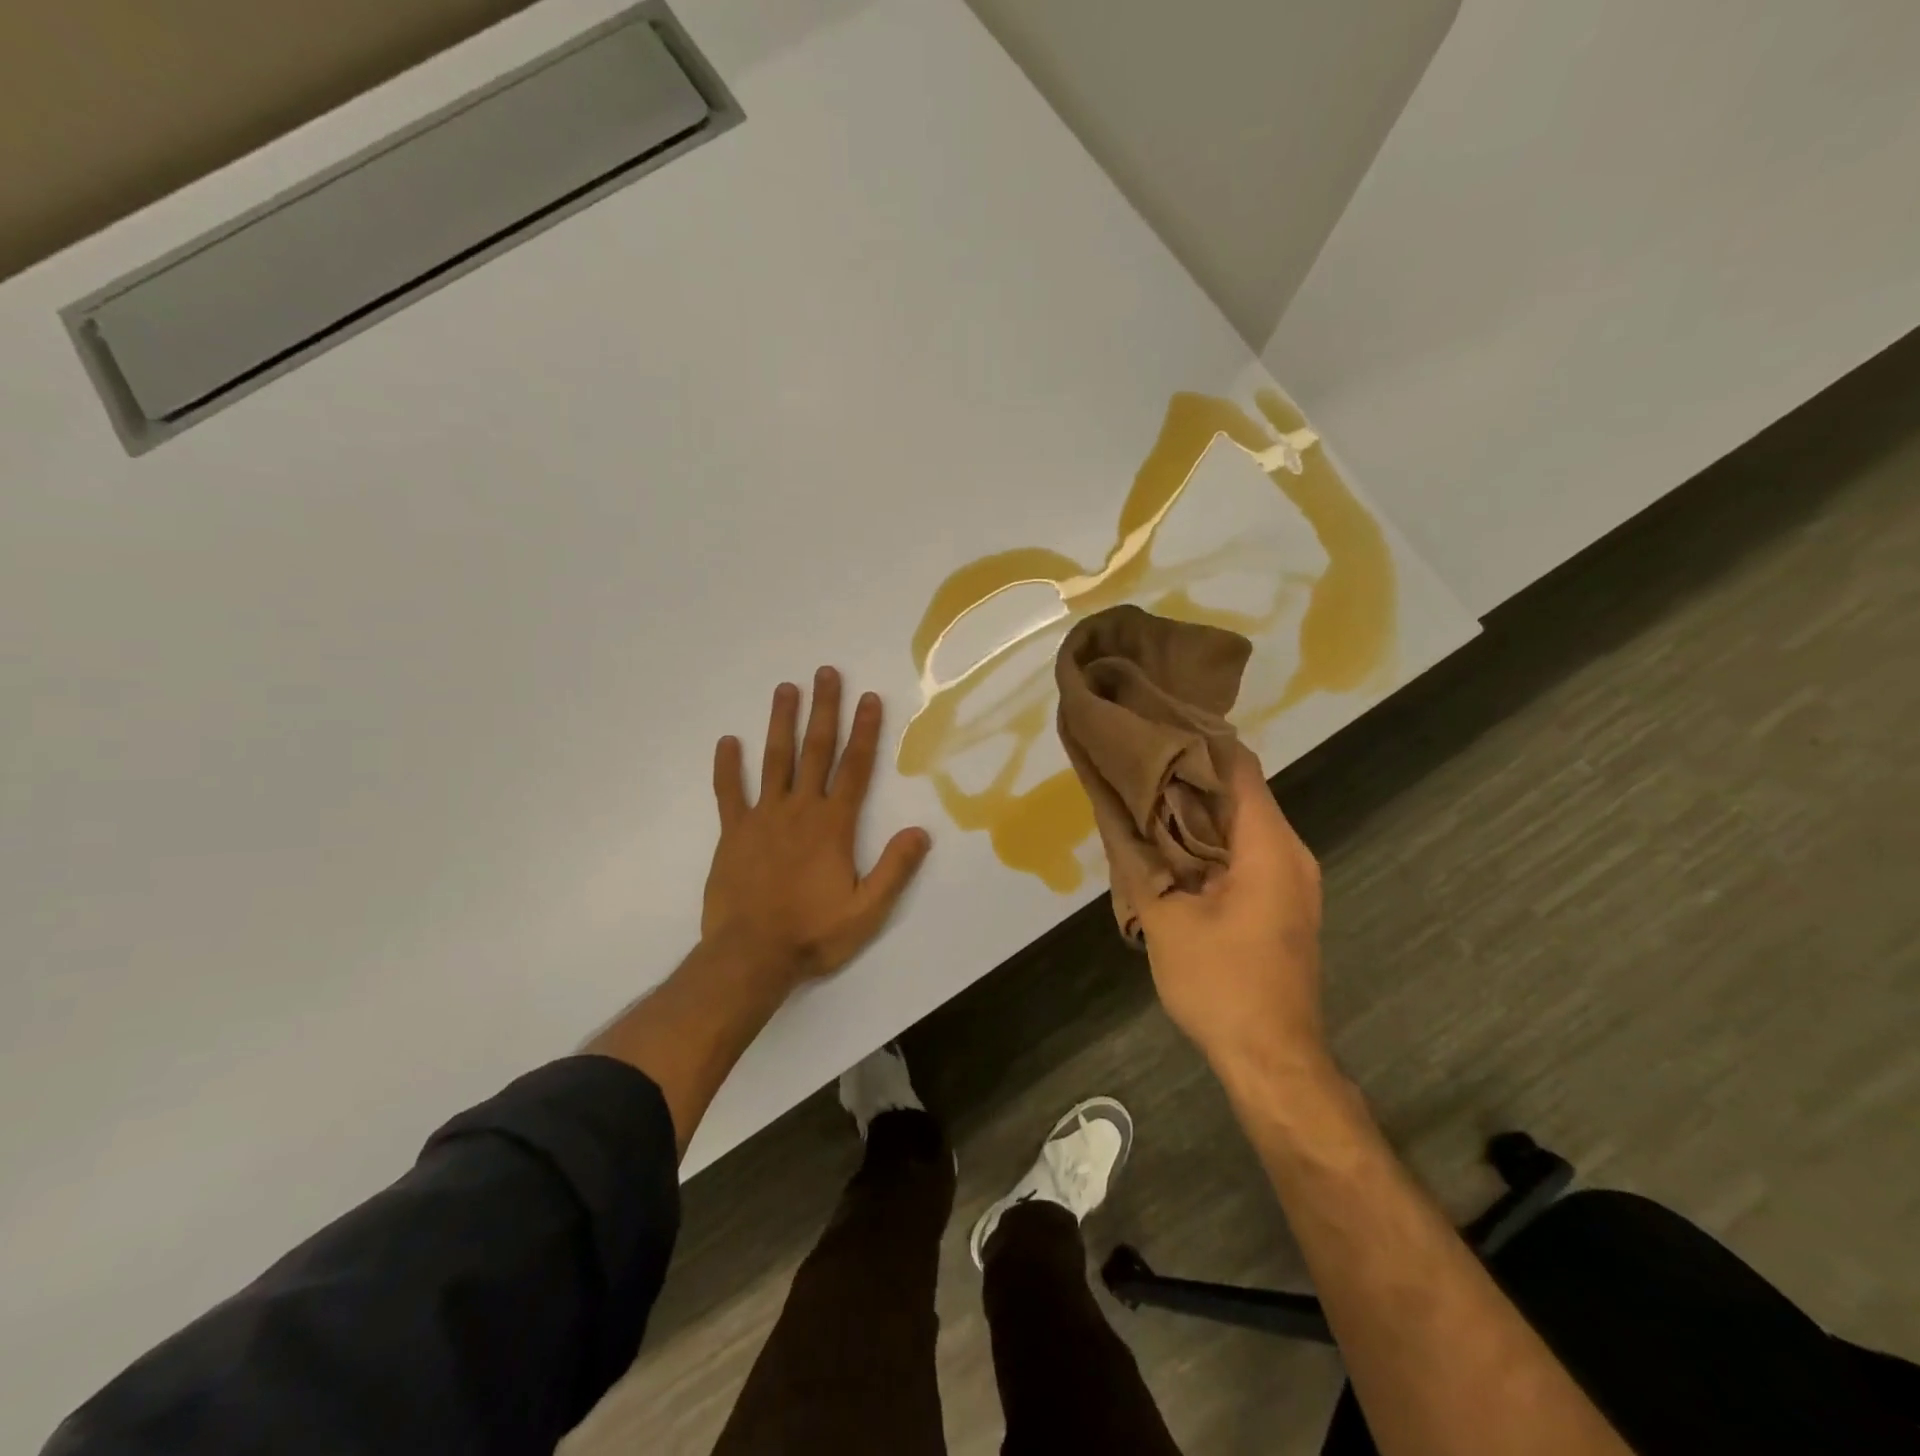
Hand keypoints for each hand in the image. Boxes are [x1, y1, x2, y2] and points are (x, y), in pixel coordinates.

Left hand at [702, 667, 931, 988]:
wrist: (751, 956)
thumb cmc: (813, 933)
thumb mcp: (866, 910)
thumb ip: (894, 869)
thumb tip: (921, 832)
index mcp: (833, 825)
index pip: (855, 768)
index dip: (865, 731)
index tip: (869, 698)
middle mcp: (800, 810)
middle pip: (815, 751)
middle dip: (824, 710)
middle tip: (825, 673)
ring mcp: (762, 818)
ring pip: (774, 760)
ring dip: (781, 723)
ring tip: (785, 689)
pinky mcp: (733, 833)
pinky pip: (729, 793)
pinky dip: (728, 767)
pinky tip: (728, 742)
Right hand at [1125, 746, 1327, 1082]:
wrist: (1272, 1059)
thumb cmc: (1221, 984)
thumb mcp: (1165, 919)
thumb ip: (1140, 863)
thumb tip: (1116, 819)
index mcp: (1268, 847)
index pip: (1238, 768)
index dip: (1198, 743)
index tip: (1154, 730)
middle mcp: (1290, 853)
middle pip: (1240, 793)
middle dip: (1189, 777)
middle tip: (1136, 766)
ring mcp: (1292, 880)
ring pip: (1242, 824)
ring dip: (1197, 812)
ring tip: (1144, 800)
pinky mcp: (1284, 904)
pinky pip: (1246, 853)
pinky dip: (1210, 842)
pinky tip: (1170, 848)